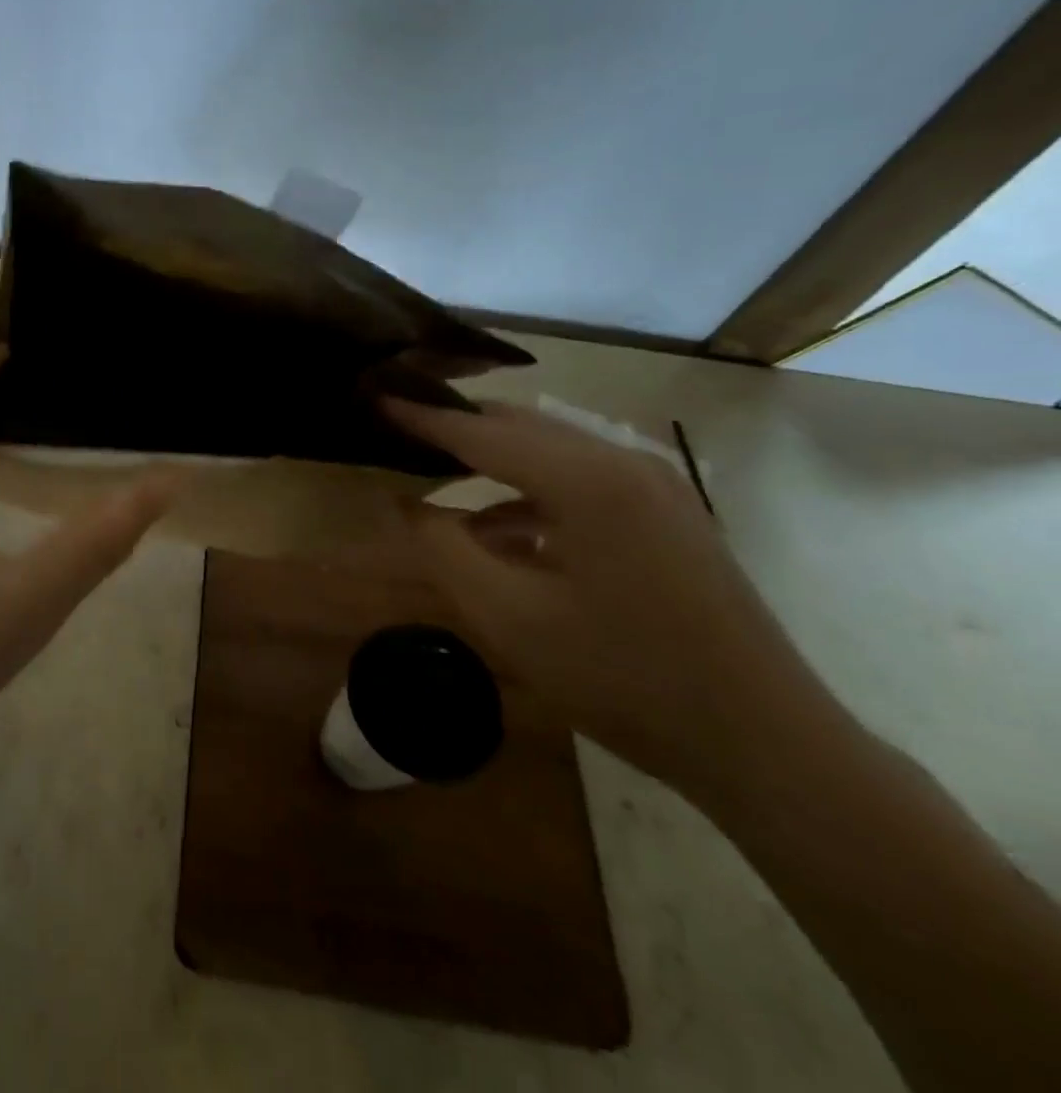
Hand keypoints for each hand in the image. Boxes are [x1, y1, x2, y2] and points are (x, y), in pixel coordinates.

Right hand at [381, 400, 840, 801]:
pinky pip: (581, 482)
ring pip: (551, 452)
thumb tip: (405, 502)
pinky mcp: (668, 515)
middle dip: (456, 426)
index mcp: (586, 480)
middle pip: (519, 427)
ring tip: (439, 479)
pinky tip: (501, 532)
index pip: (481, 432)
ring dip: (492, 462)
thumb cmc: (623, 678)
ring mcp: (655, 488)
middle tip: (399, 429)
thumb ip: (442, 548)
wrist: (766, 745)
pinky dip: (530, 494)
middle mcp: (624, 464)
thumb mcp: (507, 617)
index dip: (422, 416)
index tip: (374, 397)